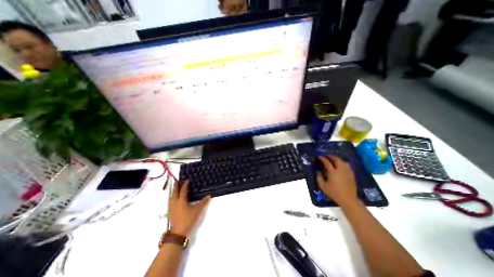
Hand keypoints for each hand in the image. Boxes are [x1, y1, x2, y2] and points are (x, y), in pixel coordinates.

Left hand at [168, 181, 209, 236]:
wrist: (178, 232)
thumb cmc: (188, 219)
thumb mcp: (197, 210)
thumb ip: (203, 202)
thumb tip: (209, 195)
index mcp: (181, 200)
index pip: (183, 190)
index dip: (185, 184)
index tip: (187, 180)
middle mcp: (175, 202)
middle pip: (174, 192)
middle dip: (176, 186)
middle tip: (177, 181)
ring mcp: (171, 208)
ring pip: (171, 197)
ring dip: (173, 192)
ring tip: (174, 189)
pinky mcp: (170, 212)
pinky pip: (170, 202)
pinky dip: (171, 198)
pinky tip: (173, 200)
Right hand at [319, 156, 356, 204]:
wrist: (348, 199)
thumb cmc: (334, 193)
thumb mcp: (323, 186)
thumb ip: (319, 177)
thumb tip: (318, 171)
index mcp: (333, 172)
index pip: (327, 162)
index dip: (323, 158)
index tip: (319, 156)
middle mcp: (341, 170)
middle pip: (336, 159)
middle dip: (331, 156)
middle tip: (326, 156)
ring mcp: (347, 172)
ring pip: (343, 161)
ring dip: (337, 159)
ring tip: (333, 159)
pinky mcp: (352, 175)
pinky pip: (347, 165)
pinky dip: (342, 163)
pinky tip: (340, 165)